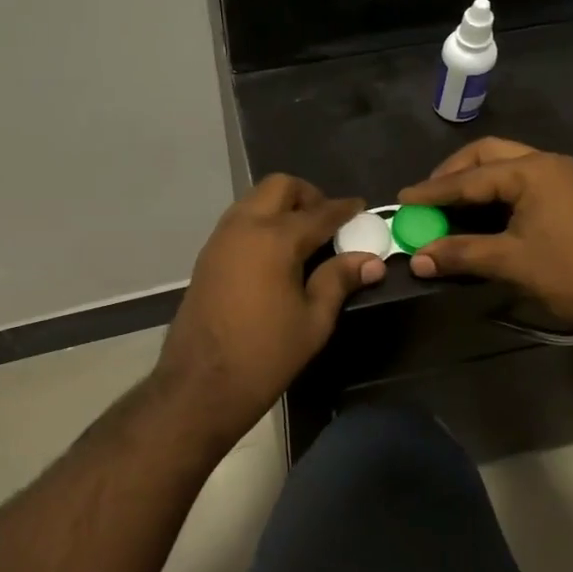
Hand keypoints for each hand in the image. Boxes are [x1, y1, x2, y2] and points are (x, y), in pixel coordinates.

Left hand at [153, 174, 384, 448]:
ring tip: (305, 237)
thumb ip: (339, 280)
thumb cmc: (265, 355)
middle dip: (308, 195)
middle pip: (279, 187)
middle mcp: (244, 226)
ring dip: (281, 206)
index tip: (362, 208)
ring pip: (255, 200)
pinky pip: (239, 220)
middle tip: (328, 221)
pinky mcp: (207, 255)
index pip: (319, 212)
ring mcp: (220, 238)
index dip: (344, 209)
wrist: (200, 384)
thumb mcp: (313, 320)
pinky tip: (276, 252)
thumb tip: (371, 260)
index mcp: (275, 239)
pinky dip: (261, 221)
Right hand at [398, 138, 572, 330]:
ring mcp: (563, 178)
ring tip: (448, 204)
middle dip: (454, 174)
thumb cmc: (572, 272)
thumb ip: (461, 254)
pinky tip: (481, 213)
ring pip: (507, 166)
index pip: (470, 177)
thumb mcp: (511, 262)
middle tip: (427, 196)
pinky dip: (495, 192)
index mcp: (532, 171)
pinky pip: (522, 181)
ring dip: (475, 181)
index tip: (402, 200)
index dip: (433, 191)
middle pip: (488, 155)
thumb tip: (416, 259)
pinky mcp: (570, 195)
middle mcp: (547, 163)